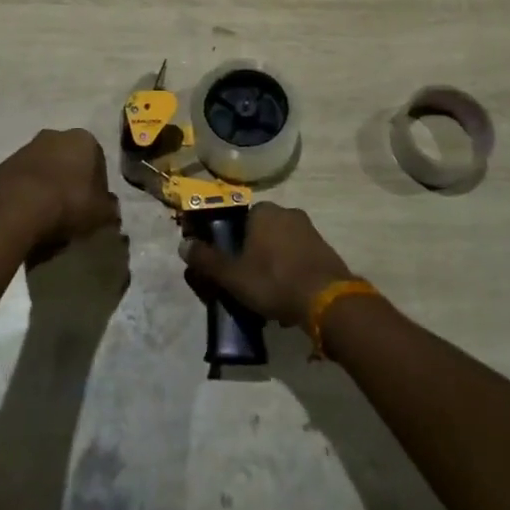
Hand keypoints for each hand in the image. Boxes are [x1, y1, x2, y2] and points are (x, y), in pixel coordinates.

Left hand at [0, 128, 120, 250]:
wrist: (15, 210)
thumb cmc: (67, 203)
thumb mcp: (100, 213)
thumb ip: (109, 209)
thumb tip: (110, 210)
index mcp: (83, 139)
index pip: (97, 159)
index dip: (97, 184)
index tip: (93, 206)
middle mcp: (54, 136)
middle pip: (67, 160)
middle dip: (70, 181)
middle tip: (71, 211)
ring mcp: (24, 149)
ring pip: (42, 169)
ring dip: (46, 187)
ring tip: (47, 219)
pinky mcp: (2, 167)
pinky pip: (21, 183)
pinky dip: (25, 196)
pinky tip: (27, 219)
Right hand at [180, 202, 355, 327]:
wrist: (326, 299)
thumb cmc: (273, 280)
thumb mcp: (233, 275)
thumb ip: (207, 260)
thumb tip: (183, 245)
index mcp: (263, 211)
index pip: (240, 220)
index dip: (233, 243)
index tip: (231, 266)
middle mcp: (287, 212)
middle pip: (261, 232)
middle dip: (254, 254)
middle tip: (248, 283)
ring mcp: (309, 229)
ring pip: (281, 245)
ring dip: (274, 263)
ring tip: (268, 294)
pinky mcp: (325, 248)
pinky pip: (299, 256)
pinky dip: (292, 271)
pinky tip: (289, 295)